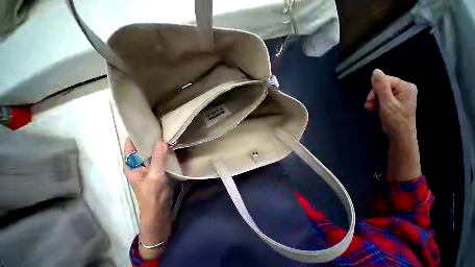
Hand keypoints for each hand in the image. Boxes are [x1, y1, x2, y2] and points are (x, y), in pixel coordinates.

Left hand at [124, 138, 170, 258]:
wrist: (159, 208)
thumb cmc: (153, 193)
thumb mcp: (155, 175)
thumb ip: (158, 159)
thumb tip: (161, 141)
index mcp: (131, 164)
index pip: (130, 145)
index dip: (136, 134)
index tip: (147, 123)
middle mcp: (137, 163)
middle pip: (140, 146)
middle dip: (149, 136)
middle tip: (161, 126)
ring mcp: (147, 166)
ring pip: (150, 151)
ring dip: (156, 143)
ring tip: (166, 133)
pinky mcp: (155, 168)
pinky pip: (157, 156)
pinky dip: (162, 150)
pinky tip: (170, 145)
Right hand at [364, 70, 420, 181]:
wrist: (400, 136)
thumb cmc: (395, 120)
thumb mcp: (386, 103)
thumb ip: (381, 87)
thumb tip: (375, 71)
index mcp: (406, 87)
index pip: (386, 80)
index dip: (375, 90)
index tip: (369, 101)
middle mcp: (405, 89)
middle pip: (383, 86)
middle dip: (374, 96)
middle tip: (369, 106)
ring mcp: (402, 95)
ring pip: (382, 92)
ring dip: (374, 100)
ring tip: (371, 109)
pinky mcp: (397, 101)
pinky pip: (384, 98)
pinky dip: (377, 103)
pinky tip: (375, 109)